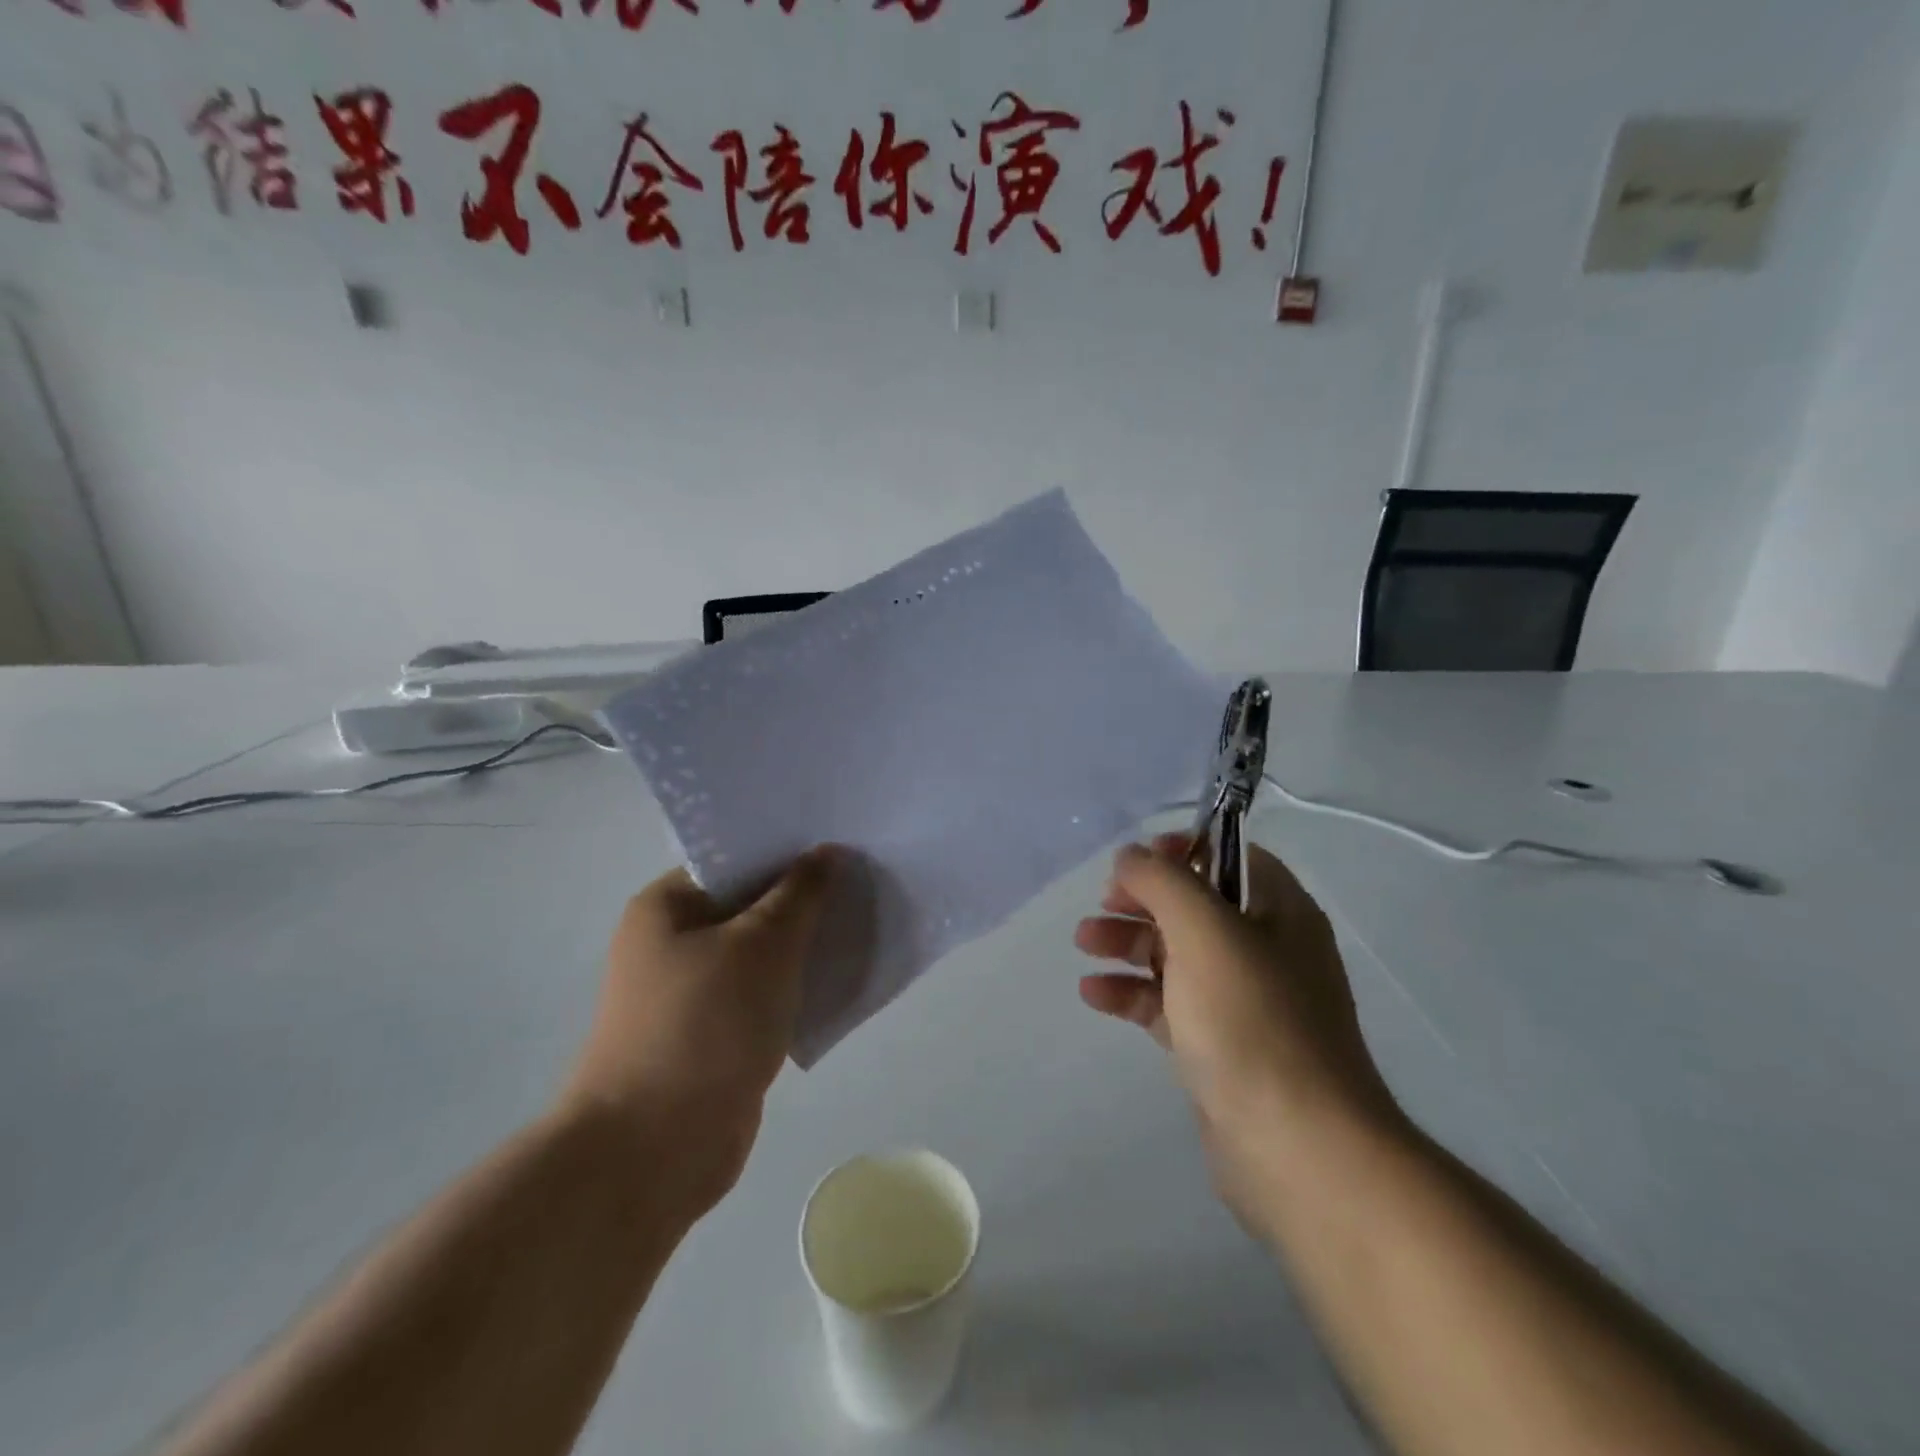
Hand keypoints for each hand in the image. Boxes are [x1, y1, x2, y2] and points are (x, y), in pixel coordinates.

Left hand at [560, 847, 839, 1216]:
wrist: (654, 1150)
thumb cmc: (705, 1024)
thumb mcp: (763, 943)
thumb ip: (800, 893)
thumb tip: (826, 851)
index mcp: (668, 906)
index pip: (735, 858)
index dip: (789, 849)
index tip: (841, 846)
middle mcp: (673, 942)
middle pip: (751, 904)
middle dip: (804, 898)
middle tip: (862, 883)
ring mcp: (691, 993)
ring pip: (761, 952)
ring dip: (805, 945)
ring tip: (862, 925)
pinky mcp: (713, 1034)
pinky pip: (763, 994)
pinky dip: (796, 986)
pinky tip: (840, 979)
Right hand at [1075, 834, 1400, 1222]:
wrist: (1297, 1149)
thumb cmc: (1253, 1021)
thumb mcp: (1205, 931)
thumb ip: (1163, 881)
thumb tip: (1132, 855)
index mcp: (1281, 912)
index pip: (1231, 857)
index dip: (1182, 850)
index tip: (1135, 861)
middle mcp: (1266, 950)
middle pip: (1195, 906)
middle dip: (1143, 900)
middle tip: (1102, 905)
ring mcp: (1243, 1002)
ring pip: (1176, 955)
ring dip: (1128, 943)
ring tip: (1084, 944)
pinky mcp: (1218, 1046)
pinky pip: (1168, 1004)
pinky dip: (1132, 993)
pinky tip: (1094, 994)